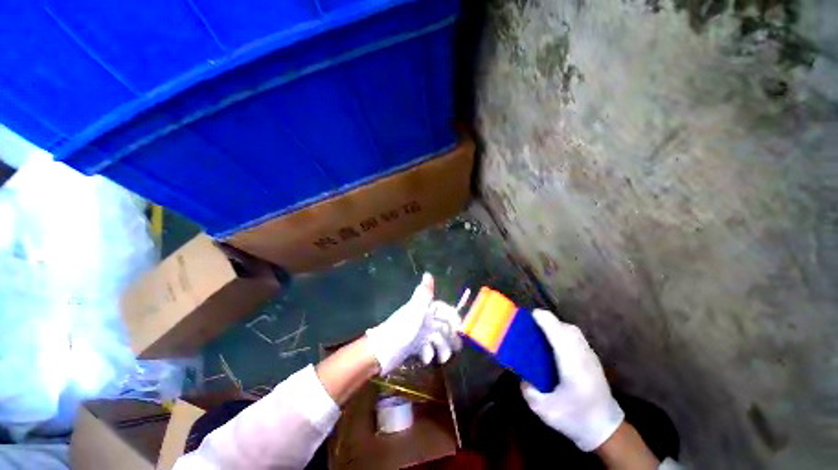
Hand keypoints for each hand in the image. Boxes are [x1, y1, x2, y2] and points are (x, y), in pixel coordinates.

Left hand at [365, 273, 462, 374]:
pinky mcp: (416, 346)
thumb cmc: (403, 328)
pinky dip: (429, 354)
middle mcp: (425, 319)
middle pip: (445, 326)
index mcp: (425, 309)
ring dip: (442, 348)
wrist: (384, 350)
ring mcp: (421, 333)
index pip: (445, 310)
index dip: (453, 317)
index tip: (459, 327)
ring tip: (441, 358)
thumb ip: (424, 292)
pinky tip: (424, 357)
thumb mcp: (416, 309)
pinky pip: (429, 349)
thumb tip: (428, 273)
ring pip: (439, 339)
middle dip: (450, 336)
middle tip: (456, 346)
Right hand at [522, 310, 624, 451]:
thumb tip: (522, 376)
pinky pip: (576, 337)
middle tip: (529, 326)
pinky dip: (562, 332)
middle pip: (565, 327)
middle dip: (547, 320)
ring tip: (540, 332)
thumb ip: (529, 392)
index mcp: (572, 365)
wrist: (607, 431)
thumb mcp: (546, 411)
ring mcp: (590, 357)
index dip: (543, 320)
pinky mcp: (592, 359)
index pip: (558, 333)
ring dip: (555, 325)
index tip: (526, 316)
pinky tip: (554, 343)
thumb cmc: (576, 420)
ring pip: (572, 330)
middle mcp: (583, 356)